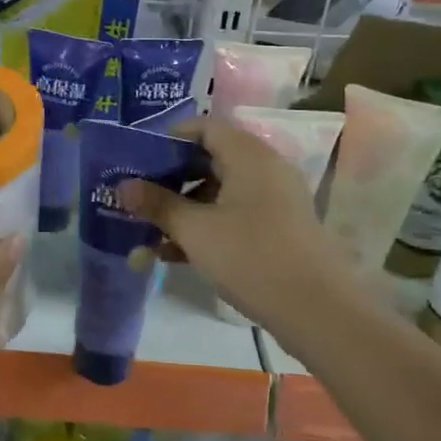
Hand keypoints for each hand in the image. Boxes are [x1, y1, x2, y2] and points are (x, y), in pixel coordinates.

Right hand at [120, 116, 337, 324]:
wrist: (318, 312)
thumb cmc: (251, 257)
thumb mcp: (195, 230)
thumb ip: (157, 204)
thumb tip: (122, 185)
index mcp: (248, 156)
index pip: (205, 127)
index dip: (169, 139)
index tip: (139, 159)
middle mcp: (265, 170)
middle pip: (210, 160)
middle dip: (170, 180)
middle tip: (138, 197)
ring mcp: (274, 201)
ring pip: (219, 193)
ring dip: (183, 210)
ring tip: (148, 233)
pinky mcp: (278, 230)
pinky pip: (234, 216)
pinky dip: (205, 228)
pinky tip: (174, 254)